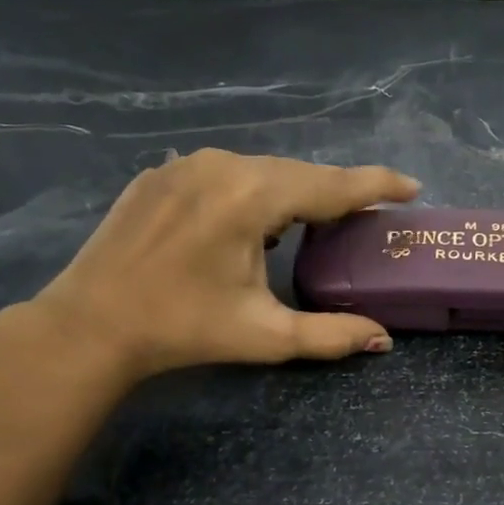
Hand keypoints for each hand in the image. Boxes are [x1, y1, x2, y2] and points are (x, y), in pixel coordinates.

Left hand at [28, 148, 420, 382]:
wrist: (92, 324)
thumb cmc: (183, 329)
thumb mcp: (265, 335)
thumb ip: (331, 335)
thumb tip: (384, 340)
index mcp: (251, 197)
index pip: (331, 185)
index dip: (376, 186)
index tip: (411, 187)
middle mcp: (222, 165)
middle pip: (298, 173)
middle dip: (335, 193)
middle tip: (364, 216)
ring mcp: (186, 164)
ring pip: (260, 169)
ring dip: (292, 192)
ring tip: (313, 222)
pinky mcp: (161, 173)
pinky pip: (224, 172)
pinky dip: (251, 190)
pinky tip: (252, 220)